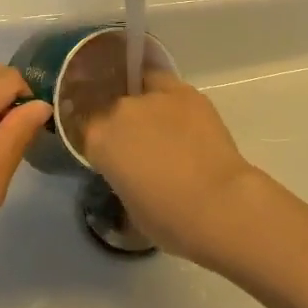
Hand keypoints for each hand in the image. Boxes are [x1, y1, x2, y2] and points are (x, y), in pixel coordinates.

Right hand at [78, 71, 258, 262]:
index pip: (88, 130)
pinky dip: (171, 100)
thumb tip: (130, 171)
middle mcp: (120, 110)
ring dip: (148, 108)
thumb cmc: (169, 219)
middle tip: (140, 146)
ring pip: (141, 91)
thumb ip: (121, 177)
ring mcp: (153, 96)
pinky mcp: (186, 92)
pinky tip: (183, 117)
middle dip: (124, 125)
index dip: (100, 142)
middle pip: (114, 108)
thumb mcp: (128, 206)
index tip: (112, 155)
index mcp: (99, 140)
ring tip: (166, 130)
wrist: (219, 204)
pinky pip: (168, 88)